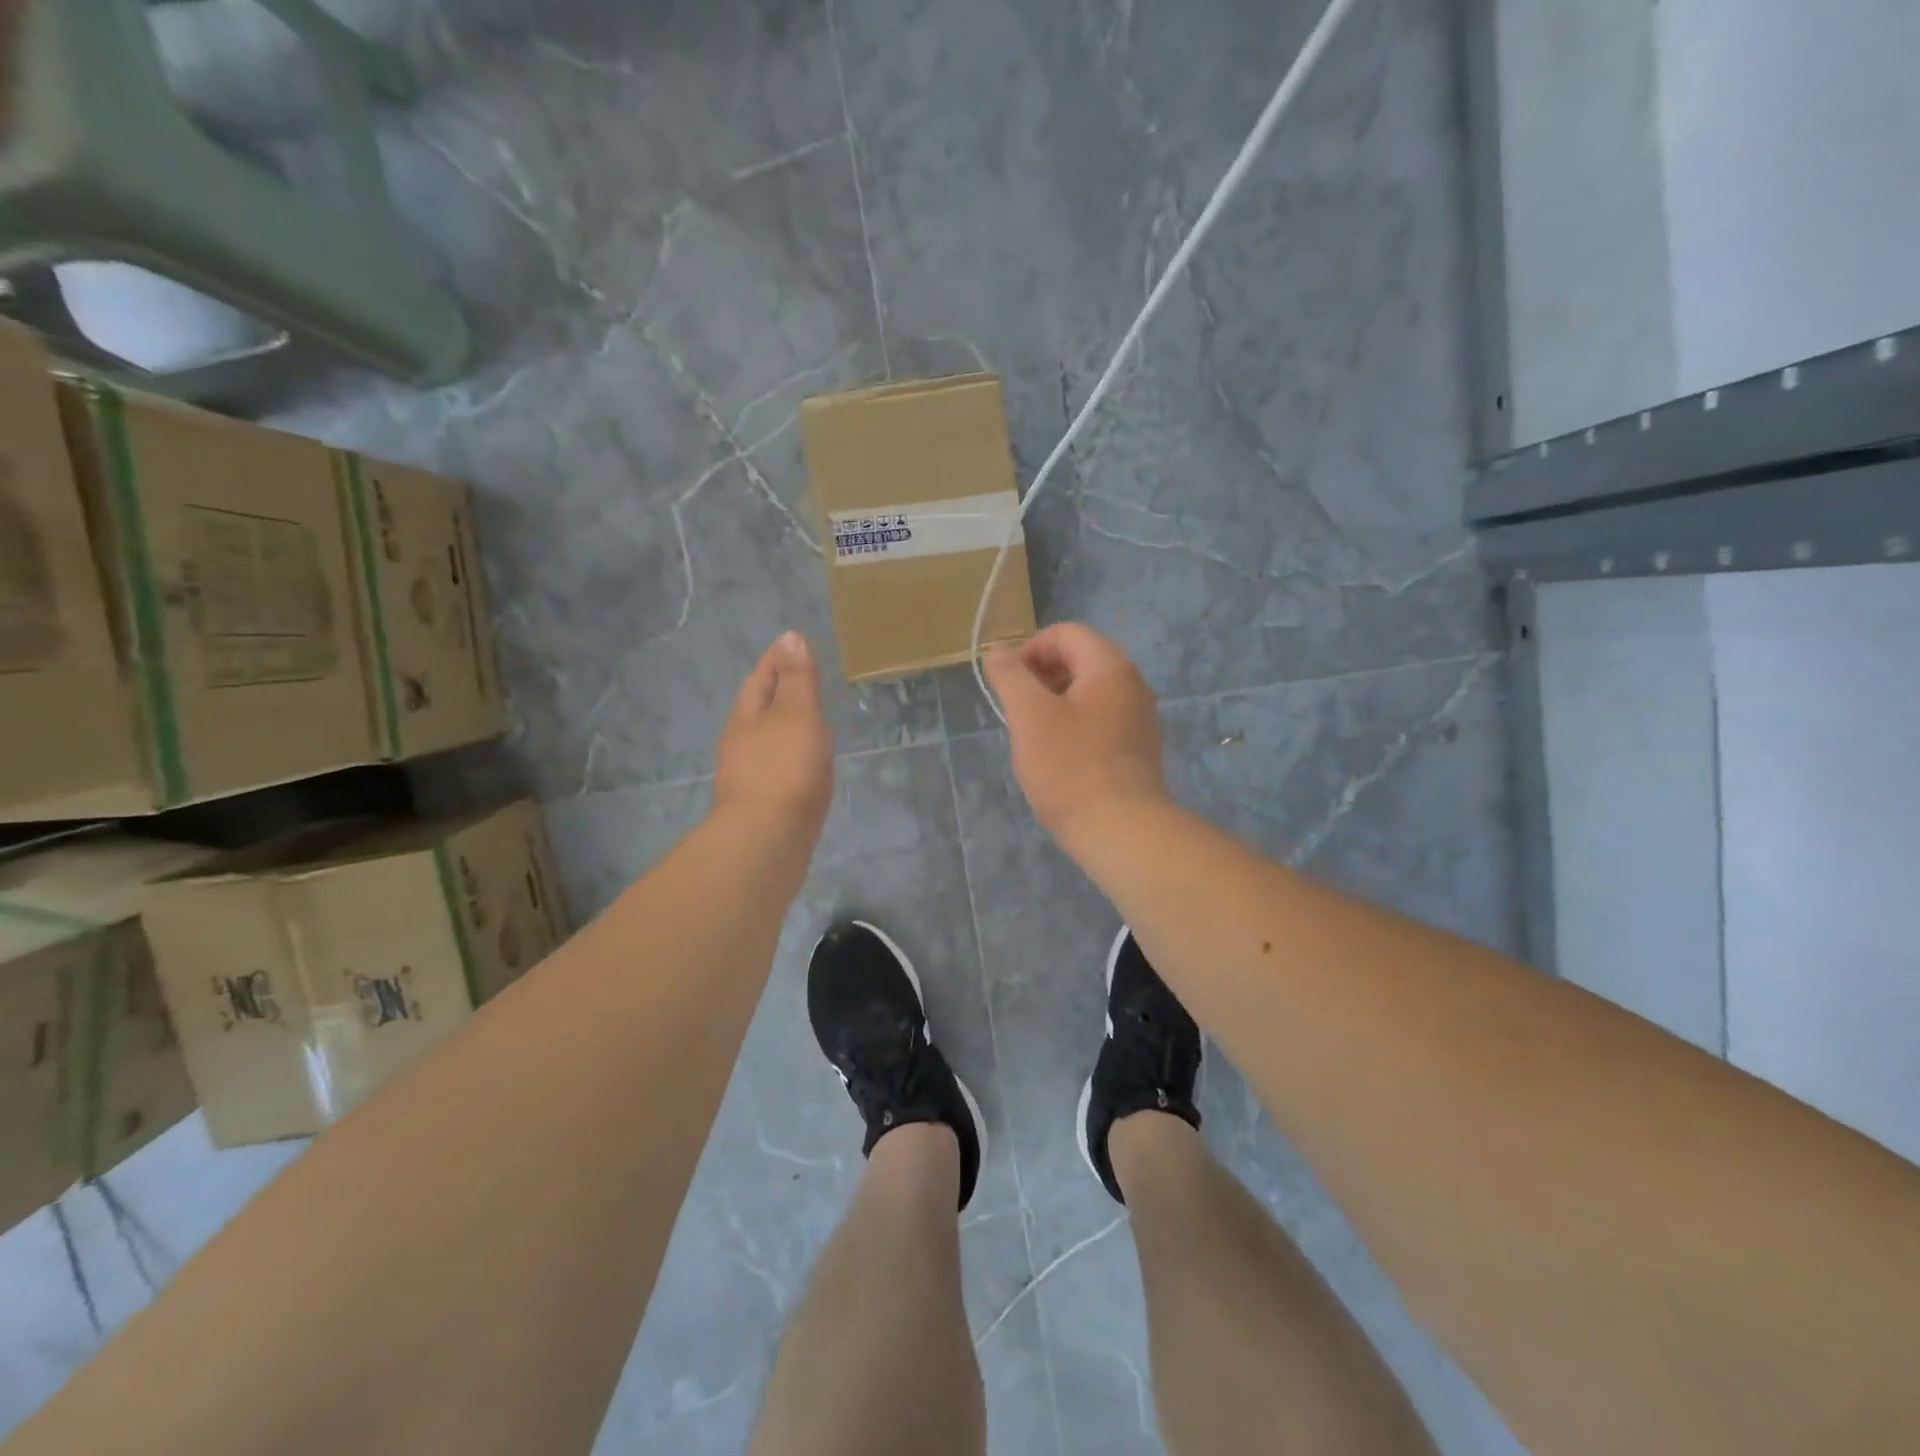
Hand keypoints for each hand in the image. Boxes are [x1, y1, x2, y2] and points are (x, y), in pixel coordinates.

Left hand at [713, 631, 833, 842]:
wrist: (767, 841)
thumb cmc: (785, 770)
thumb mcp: (796, 715)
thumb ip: (796, 679)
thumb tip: (789, 637)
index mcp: (746, 717)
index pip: (760, 678)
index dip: (776, 660)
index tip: (790, 644)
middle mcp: (740, 743)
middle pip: (758, 709)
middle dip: (776, 692)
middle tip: (800, 678)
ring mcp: (748, 776)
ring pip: (766, 740)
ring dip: (782, 726)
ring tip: (806, 720)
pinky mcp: (761, 803)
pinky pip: (777, 767)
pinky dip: (790, 755)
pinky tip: (804, 765)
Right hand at [984, 623, 1166, 845]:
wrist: (1121, 831)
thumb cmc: (1070, 768)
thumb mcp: (1029, 716)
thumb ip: (1010, 676)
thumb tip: (997, 653)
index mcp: (1110, 667)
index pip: (1066, 633)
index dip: (1029, 649)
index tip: (1007, 683)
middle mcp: (1132, 684)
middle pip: (1080, 659)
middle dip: (1041, 676)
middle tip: (1016, 709)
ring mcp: (1139, 718)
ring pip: (1088, 692)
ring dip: (1054, 702)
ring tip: (1032, 734)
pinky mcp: (1137, 749)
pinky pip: (1099, 720)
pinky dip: (1073, 725)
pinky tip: (1057, 757)